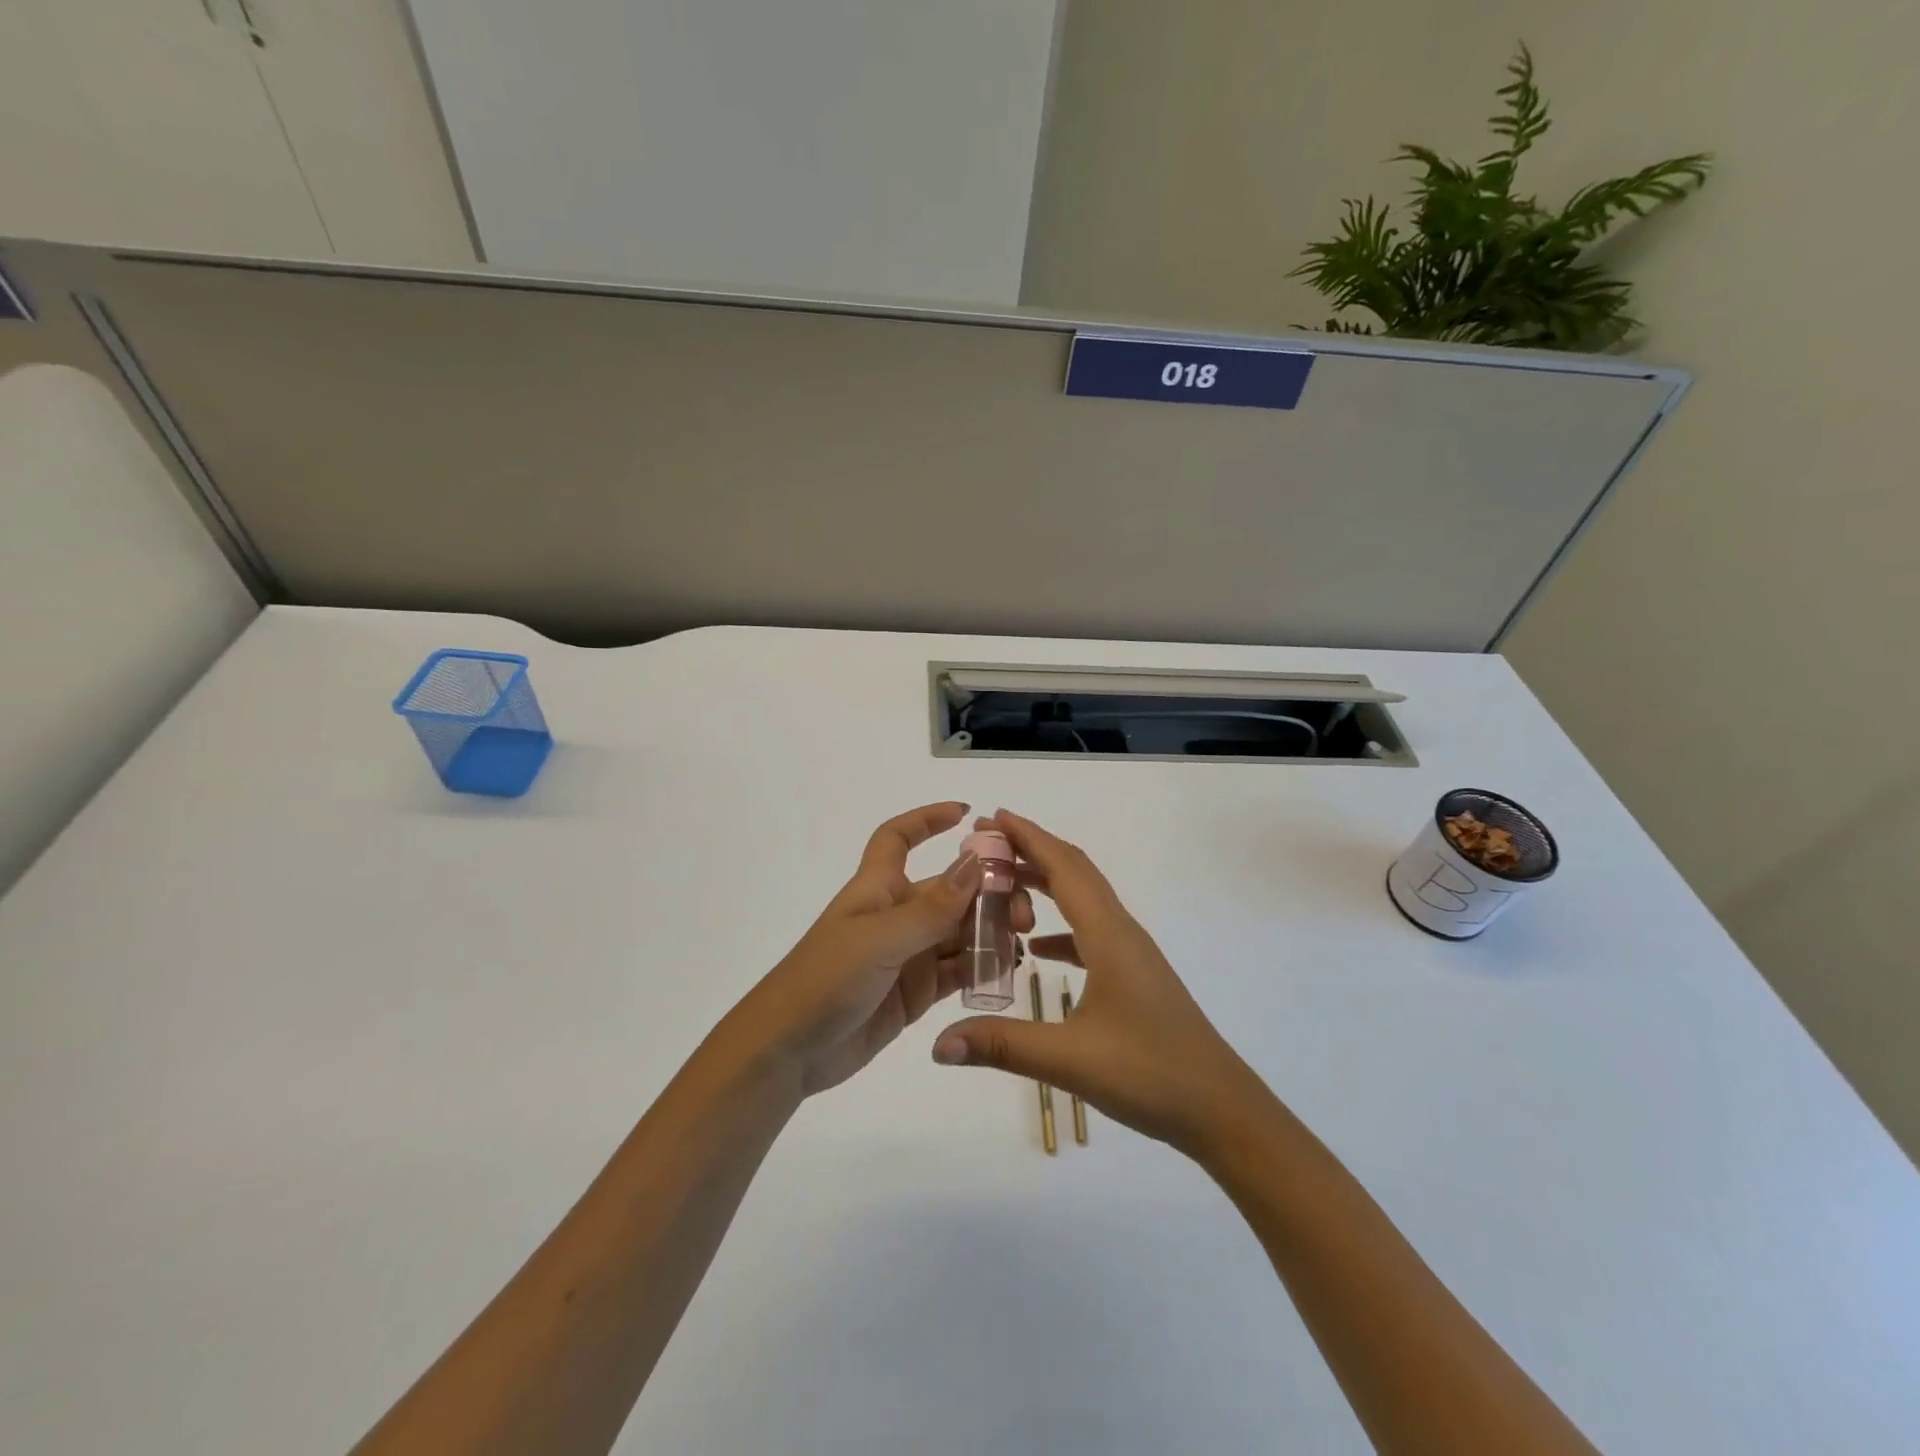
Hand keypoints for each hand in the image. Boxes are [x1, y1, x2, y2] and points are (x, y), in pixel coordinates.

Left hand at [719, 802, 1034, 1098]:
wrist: (788, 1051)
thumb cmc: (825, 979)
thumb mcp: (880, 939)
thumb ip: (932, 908)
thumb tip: (976, 863)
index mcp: (878, 888)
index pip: (898, 838)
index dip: (927, 820)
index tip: (967, 813)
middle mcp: (896, 915)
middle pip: (949, 889)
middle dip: (987, 892)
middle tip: (1022, 913)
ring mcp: (907, 954)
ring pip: (959, 931)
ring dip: (990, 931)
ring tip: (1022, 942)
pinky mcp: (915, 992)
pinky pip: (957, 971)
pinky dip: (982, 967)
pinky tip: (1007, 970)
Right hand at [931, 809, 1273, 1158]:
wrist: (1221, 1109)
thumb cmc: (1150, 1073)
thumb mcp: (1069, 1059)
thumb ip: (1001, 1045)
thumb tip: (938, 1044)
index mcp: (1108, 935)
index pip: (1063, 867)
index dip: (1028, 837)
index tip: (991, 816)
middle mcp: (1121, 932)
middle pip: (1075, 872)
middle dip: (1033, 849)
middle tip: (987, 843)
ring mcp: (1132, 954)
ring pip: (1084, 901)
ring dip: (1046, 884)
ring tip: (1002, 886)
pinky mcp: (1135, 977)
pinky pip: (1090, 933)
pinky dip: (1061, 926)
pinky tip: (1037, 947)